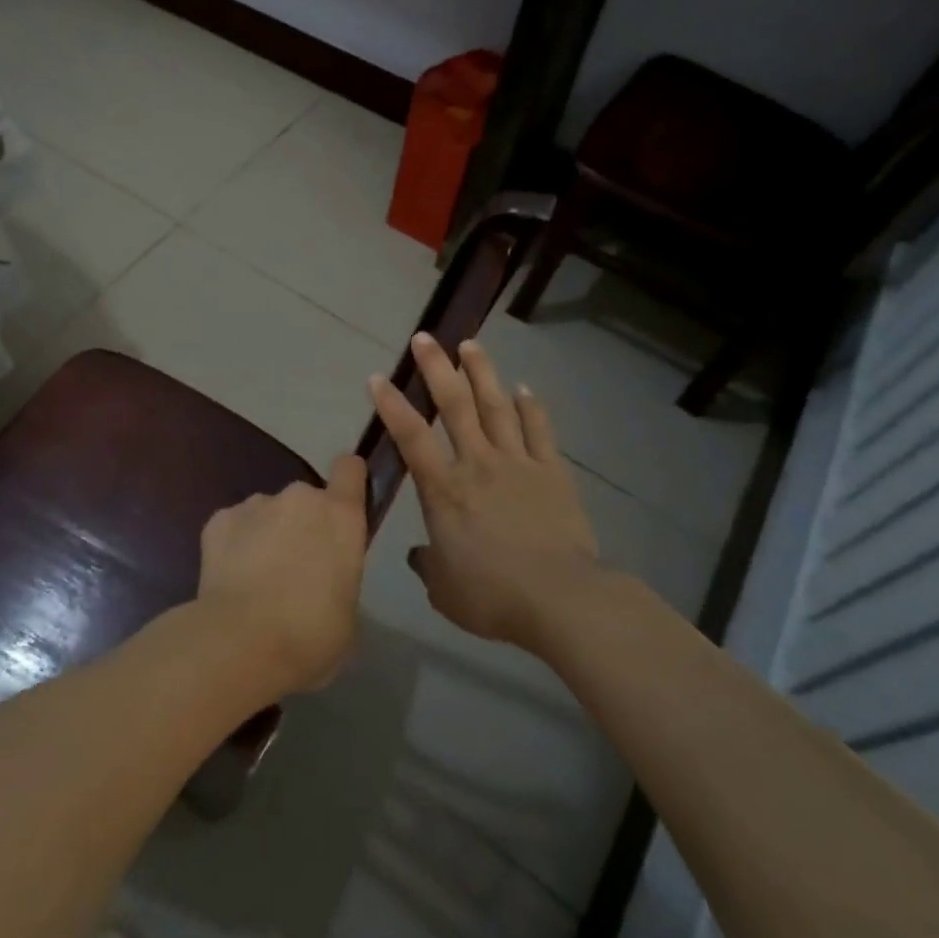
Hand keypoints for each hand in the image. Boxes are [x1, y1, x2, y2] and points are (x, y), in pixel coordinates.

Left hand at [195, 455, 368, 696]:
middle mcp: (300, 498)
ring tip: (256, 580)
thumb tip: (324, 582)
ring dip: (266, 535)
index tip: (345, 500)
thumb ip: (339, 579)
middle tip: (295, 568)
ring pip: (267, 513)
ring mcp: (255, 504)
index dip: (348, 480)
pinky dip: (233, 546)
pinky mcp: (218, 520)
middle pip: (306, 499)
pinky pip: (233, 527)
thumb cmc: (311, 635)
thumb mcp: (347, 614)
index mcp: (340, 516)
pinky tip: (230, 581)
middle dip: (302, 524)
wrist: (241, 643)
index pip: (350, 469)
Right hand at [369, 334, 600, 650]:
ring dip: (482, 373)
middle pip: (454, 405)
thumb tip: (420, 555)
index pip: (411, 437)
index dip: (392, 405)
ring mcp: (517, 463)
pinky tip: (523, 388)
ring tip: (470, 344)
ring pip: (496, 406)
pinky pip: (539, 430)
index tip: (377, 377)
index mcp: (444, 490)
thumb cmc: (492, 596)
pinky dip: (531, 406)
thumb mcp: (444, 590)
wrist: (561, 600)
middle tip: (425, 337)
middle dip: (437, 368)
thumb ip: (428, 565)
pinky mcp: (552, 471)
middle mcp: (477, 464)